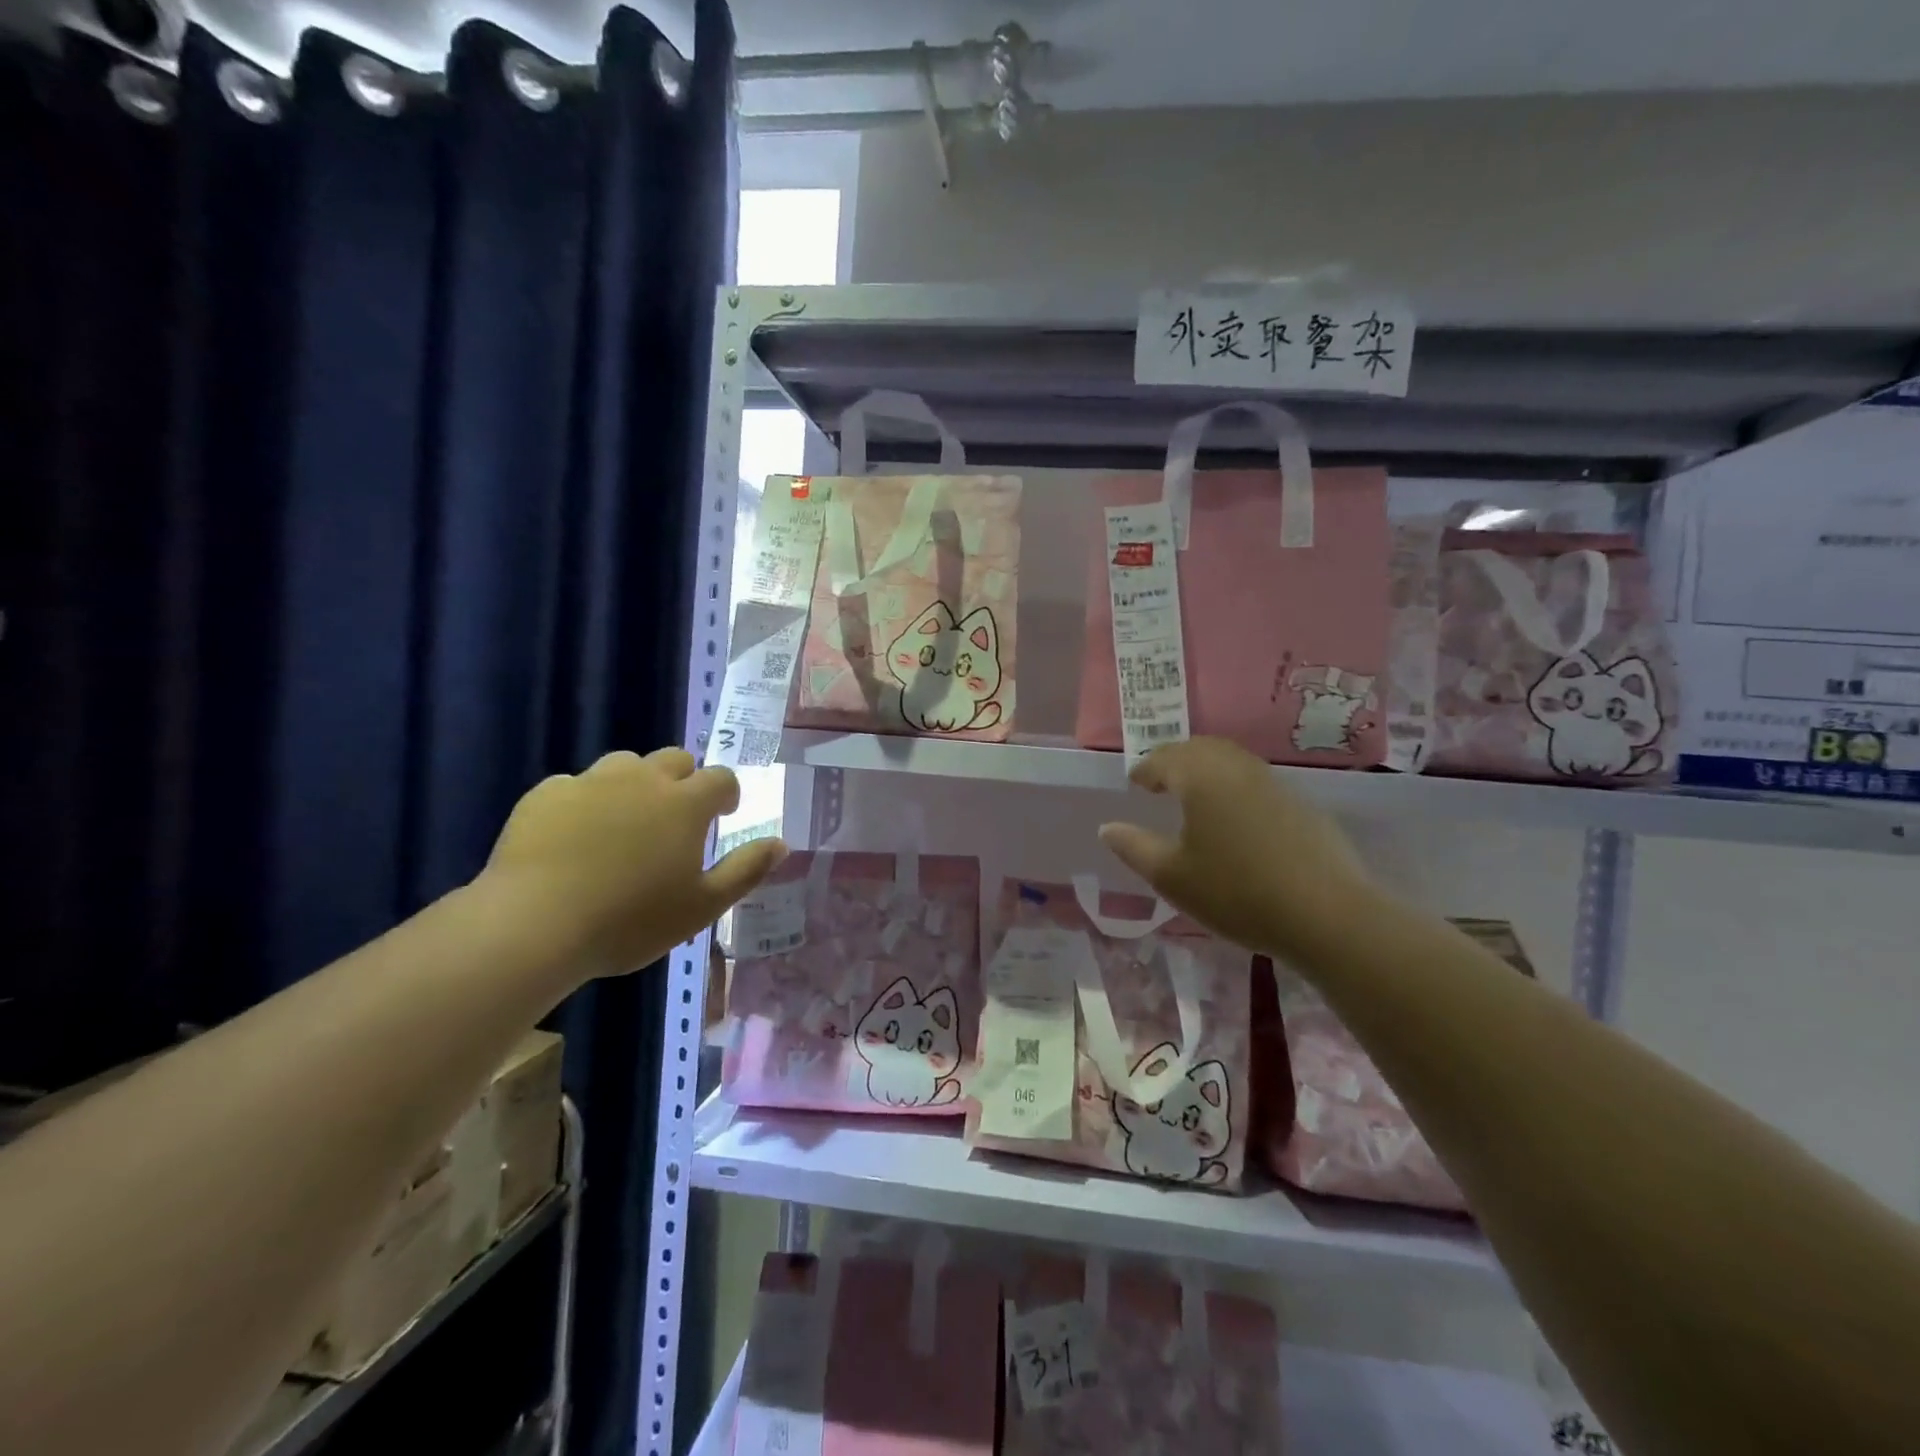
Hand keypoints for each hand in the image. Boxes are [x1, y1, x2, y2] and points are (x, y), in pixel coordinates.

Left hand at [482, 748, 785, 978]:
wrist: (533, 925)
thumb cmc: (630, 920)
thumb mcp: (702, 906)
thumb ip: (746, 870)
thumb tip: (782, 843)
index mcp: (686, 803)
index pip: (721, 778)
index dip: (726, 794)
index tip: (723, 814)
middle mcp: (643, 779)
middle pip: (674, 760)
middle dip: (683, 781)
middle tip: (676, 819)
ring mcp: (591, 782)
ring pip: (624, 765)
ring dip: (635, 784)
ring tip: (625, 823)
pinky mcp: (546, 794)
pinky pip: (576, 785)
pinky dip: (585, 802)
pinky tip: (574, 837)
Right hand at [1097, 737, 1374, 959]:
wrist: (1327, 915)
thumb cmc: (1236, 892)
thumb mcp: (1171, 877)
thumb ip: (1134, 847)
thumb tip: (1108, 827)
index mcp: (1201, 777)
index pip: (1164, 759)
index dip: (1145, 770)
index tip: (1134, 784)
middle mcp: (1236, 768)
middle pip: (1200, 749)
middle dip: (1175, 760)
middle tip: (1160, 781)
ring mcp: (1273, 783)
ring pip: (1231, 760)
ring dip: (1206, 769)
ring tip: (1193, 796)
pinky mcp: (1300, 804)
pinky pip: (1254, 780)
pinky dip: (1233, 785)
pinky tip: (1234, 817)